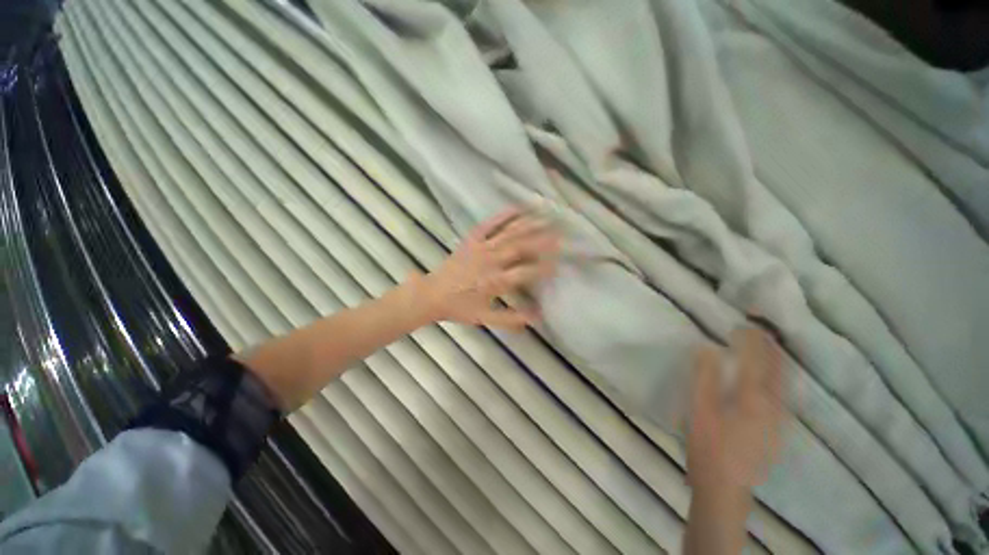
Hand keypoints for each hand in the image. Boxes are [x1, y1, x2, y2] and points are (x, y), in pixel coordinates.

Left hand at [419, 208, 559, 329]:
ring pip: (508, 233)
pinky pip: (489, 224)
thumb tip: (538, 317)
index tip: (559, 264)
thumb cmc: (459, 307)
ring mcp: (481, 247)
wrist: (432, 294)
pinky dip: (504, 215)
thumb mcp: (485, 319)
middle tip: (561, 234)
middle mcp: (490, 261)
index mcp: (494, 282)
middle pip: (520, 247)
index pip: (525, 272)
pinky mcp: (471, 239)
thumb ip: (511, 319)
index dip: (543, 268)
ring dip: (529, 224)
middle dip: (542, 240)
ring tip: (547, 217)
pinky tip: (518, 208)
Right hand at [687, 328, 785, 493]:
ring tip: (769, 347)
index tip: (742, 324)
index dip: (750, 340)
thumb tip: (708, 348)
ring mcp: (778, 420)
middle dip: (771, 347)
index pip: (755, 360)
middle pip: (777, 370)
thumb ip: (705, 377)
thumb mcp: (698, 409)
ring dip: (778, 361)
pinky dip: (780, 379)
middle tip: (761, 330)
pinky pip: (784, 396)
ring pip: (784, 383)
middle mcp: (772, 406)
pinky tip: (773, 379)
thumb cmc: (707, 445)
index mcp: (751, 398)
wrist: (725, 488)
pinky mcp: (777, 430)